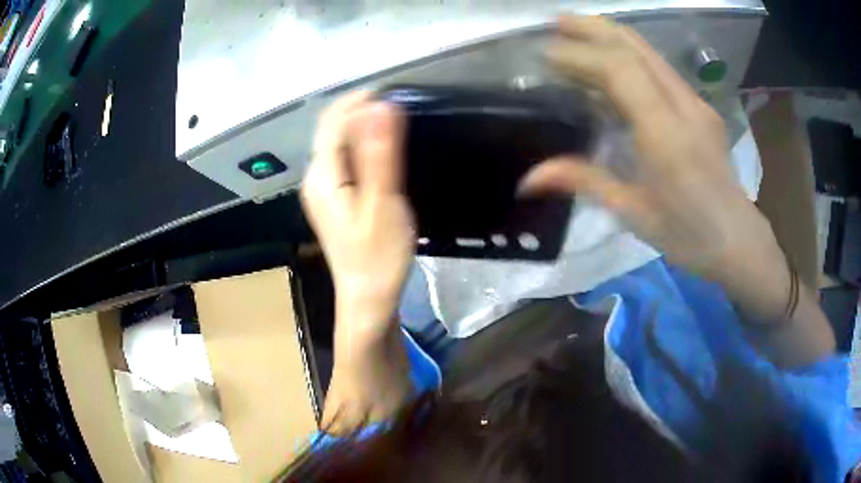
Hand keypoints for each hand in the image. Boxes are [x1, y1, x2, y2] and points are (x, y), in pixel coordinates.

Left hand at [301, 92, 414, 342]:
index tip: (395, 92)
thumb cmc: (378, 255)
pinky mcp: (333, 199)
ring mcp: (322, 189)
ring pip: (338, 143)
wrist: (367, 297)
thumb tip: (381, 106)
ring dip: (362, 125)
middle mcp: (315, 177)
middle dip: (361, 109)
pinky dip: (361, 145)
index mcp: (323, 175)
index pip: (334, 120)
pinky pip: (343, 159)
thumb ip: (379, 153)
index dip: (360, 99)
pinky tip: (382, 150)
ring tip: (395, 121)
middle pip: (332, 129)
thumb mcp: (383, 202)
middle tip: (399, 104)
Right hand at [520, 15, 780, 290]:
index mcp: (666, 135)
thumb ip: (584, 182)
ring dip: (609, 36)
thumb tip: (528, 178)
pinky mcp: (700, 107)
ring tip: (575, 33)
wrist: (738, 240)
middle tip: (555, 23)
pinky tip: (609, 66)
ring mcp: (695, 103)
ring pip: (649, 52)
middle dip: (592, 27)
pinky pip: (659, 68)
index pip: (620, 70)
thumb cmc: (688, 236)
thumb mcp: (634, 213)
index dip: (579, 54)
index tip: (545, 55)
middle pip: (635, 46)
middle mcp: (683, 107)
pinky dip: (628, 56)